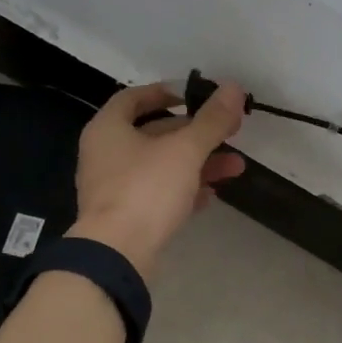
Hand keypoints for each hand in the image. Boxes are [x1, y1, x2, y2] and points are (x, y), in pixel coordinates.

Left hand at [69, 80, 247, 277]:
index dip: (166, 92)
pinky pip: (158, 195)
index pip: (135, 98)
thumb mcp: (184, 150)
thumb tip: (234, 88)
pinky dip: (184, 191)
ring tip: (236, 167)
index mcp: (108, 129)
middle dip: (196, 133)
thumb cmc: (146, 190)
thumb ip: (211, 120)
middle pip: (154, 134)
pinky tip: (211, 195)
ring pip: (161, 166)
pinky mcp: (126, 217)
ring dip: (198, 164)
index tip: (196, 96)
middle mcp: (106, 154)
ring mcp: (114, 188)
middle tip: (230, 132)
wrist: (117, 254)